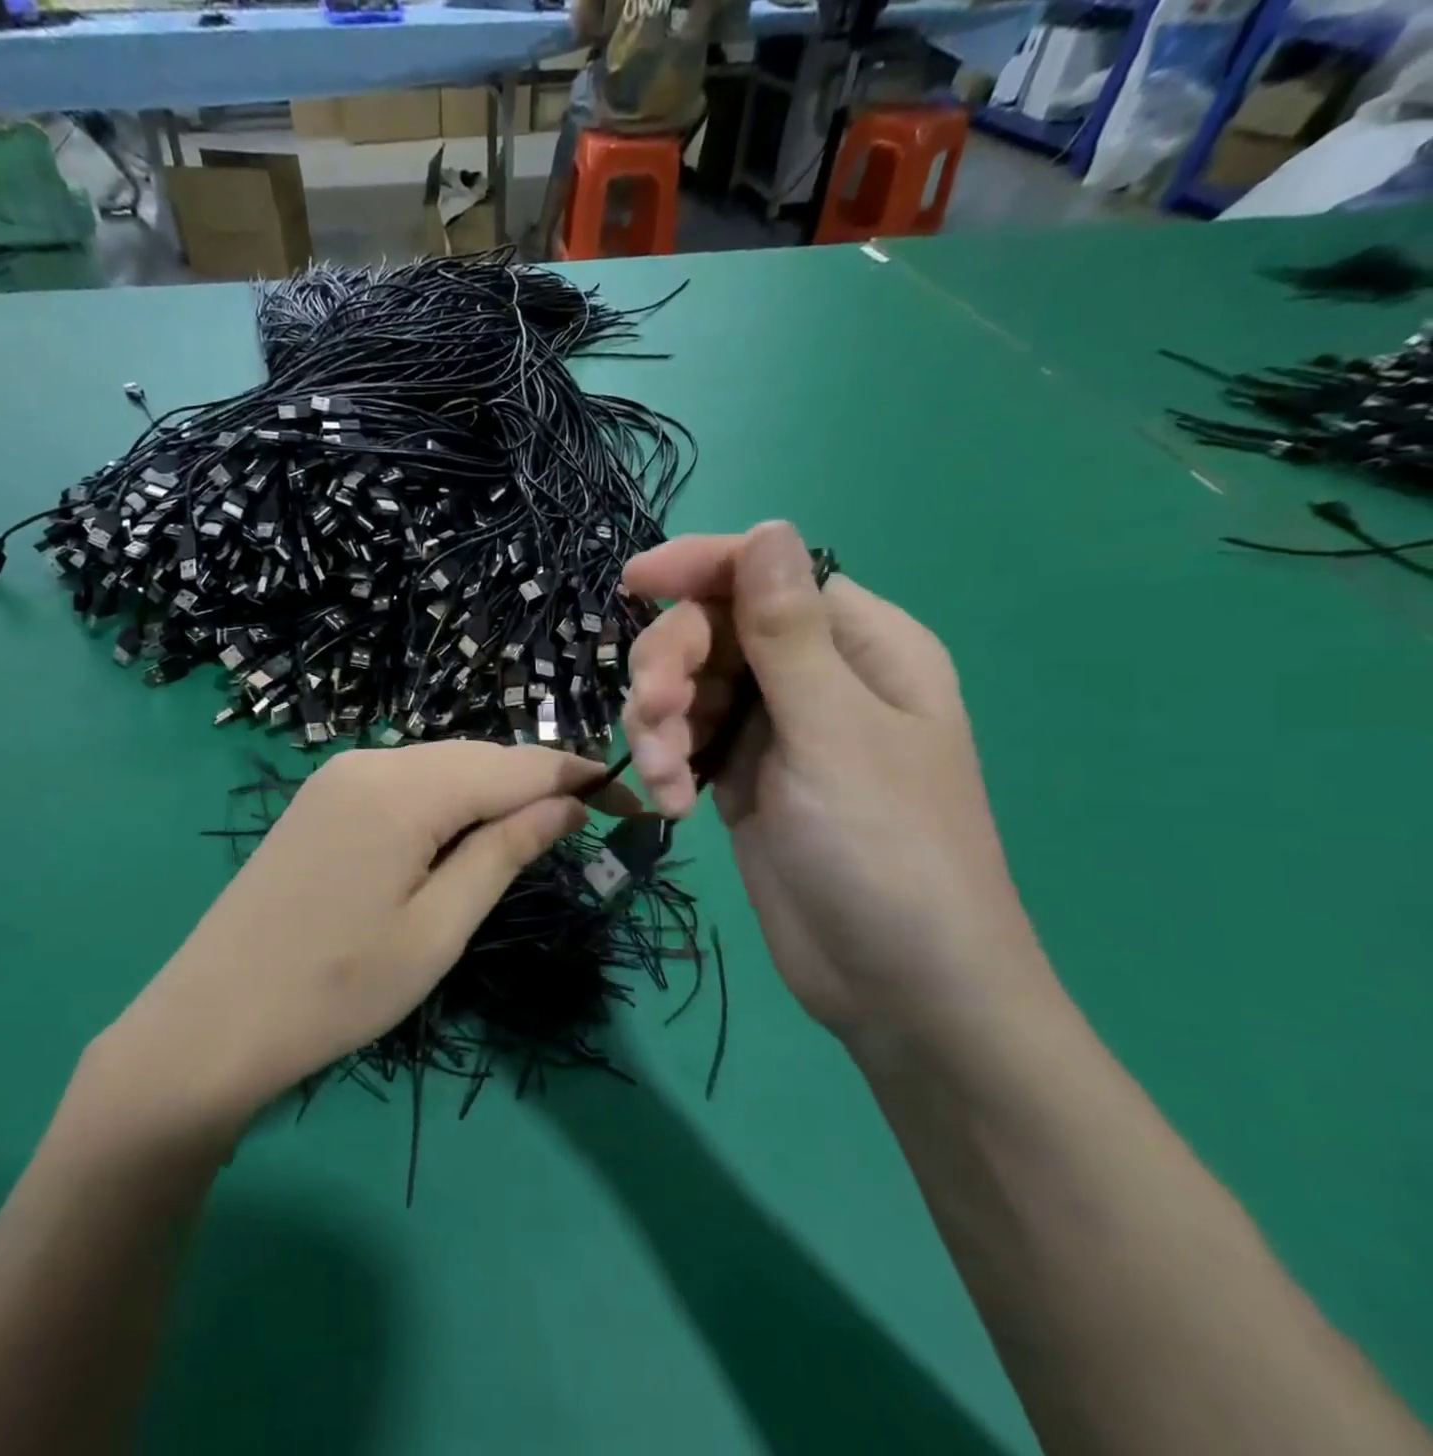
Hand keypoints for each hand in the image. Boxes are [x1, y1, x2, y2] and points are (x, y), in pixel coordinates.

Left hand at [98, 742, 632, 1132]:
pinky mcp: (322, 796)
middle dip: (537, 782)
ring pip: (442, 765)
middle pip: (478, 756)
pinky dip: (448, 798)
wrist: (211, 1023)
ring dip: (493, 790)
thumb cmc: (337, 991)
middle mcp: (370, 760)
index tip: (631, 801)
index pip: (516, 765)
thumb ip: (505, 852)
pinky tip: (462, 832)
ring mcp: (339, 774)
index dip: (580, 777)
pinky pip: (406, 780)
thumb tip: (567, 803)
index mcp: (404, 789)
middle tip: (588, 823)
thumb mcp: (439, 928)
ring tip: (534, 832)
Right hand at [623, 520, 1044, 1043]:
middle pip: (715, 632)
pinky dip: (670, 763)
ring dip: (663, 723)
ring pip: (690, 688)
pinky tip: (674, 805)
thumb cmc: (887, 850)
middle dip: (672, 668)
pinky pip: (688, 741)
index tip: (634, 584)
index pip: (769, 575)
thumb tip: (768, 528)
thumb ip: (788, 633)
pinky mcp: (743, 778)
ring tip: (669, 777)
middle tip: (656, 716)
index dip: (701, 567)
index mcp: (862, 647)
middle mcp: (816, 678)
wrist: (897, 986)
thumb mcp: (833, 733)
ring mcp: (776, 731)